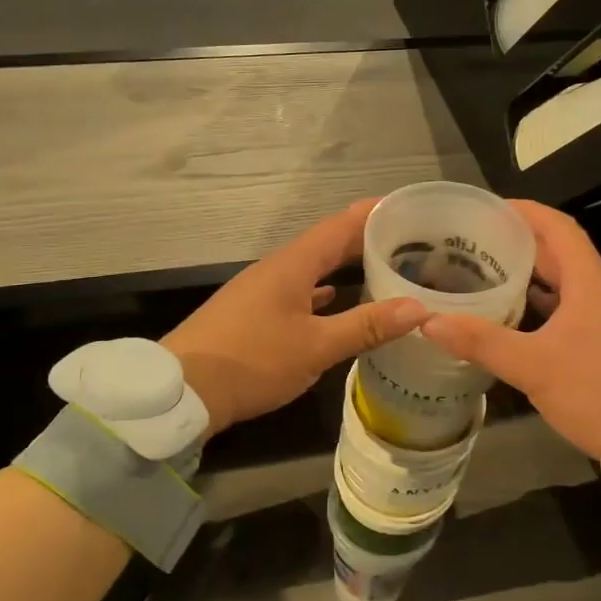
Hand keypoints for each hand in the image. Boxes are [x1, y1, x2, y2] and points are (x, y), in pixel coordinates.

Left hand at [163, 201, 427, 437]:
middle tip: (408, 242)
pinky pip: (298, 290)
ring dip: (345, 266)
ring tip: (382, 268)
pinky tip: (336, 300)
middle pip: (327, 244)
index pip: (340, 226)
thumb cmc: (252, 361)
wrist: (182, 391)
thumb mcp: (315, 347)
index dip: (373, 214)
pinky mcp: (253, 313)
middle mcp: (277, 269)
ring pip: (313, 268)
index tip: (407, 208)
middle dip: (365, 240)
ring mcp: (262, 290)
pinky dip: (323, 291)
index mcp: (293, 265)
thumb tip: (418, 308)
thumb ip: (366, 326)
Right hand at [419, 201, 600, 456]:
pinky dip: (543, 305)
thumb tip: (429, 321)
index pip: (558, 227)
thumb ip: (481, 342)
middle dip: (520, 243)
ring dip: (531, 275)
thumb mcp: (534, 367)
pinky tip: (516, 320)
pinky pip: (572, 309)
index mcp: (590, 282)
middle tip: (476, 243)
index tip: (489, 209)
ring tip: (488, 275)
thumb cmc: (599, 391)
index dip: (525, 212)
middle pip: (560, 253)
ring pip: (566, 283)